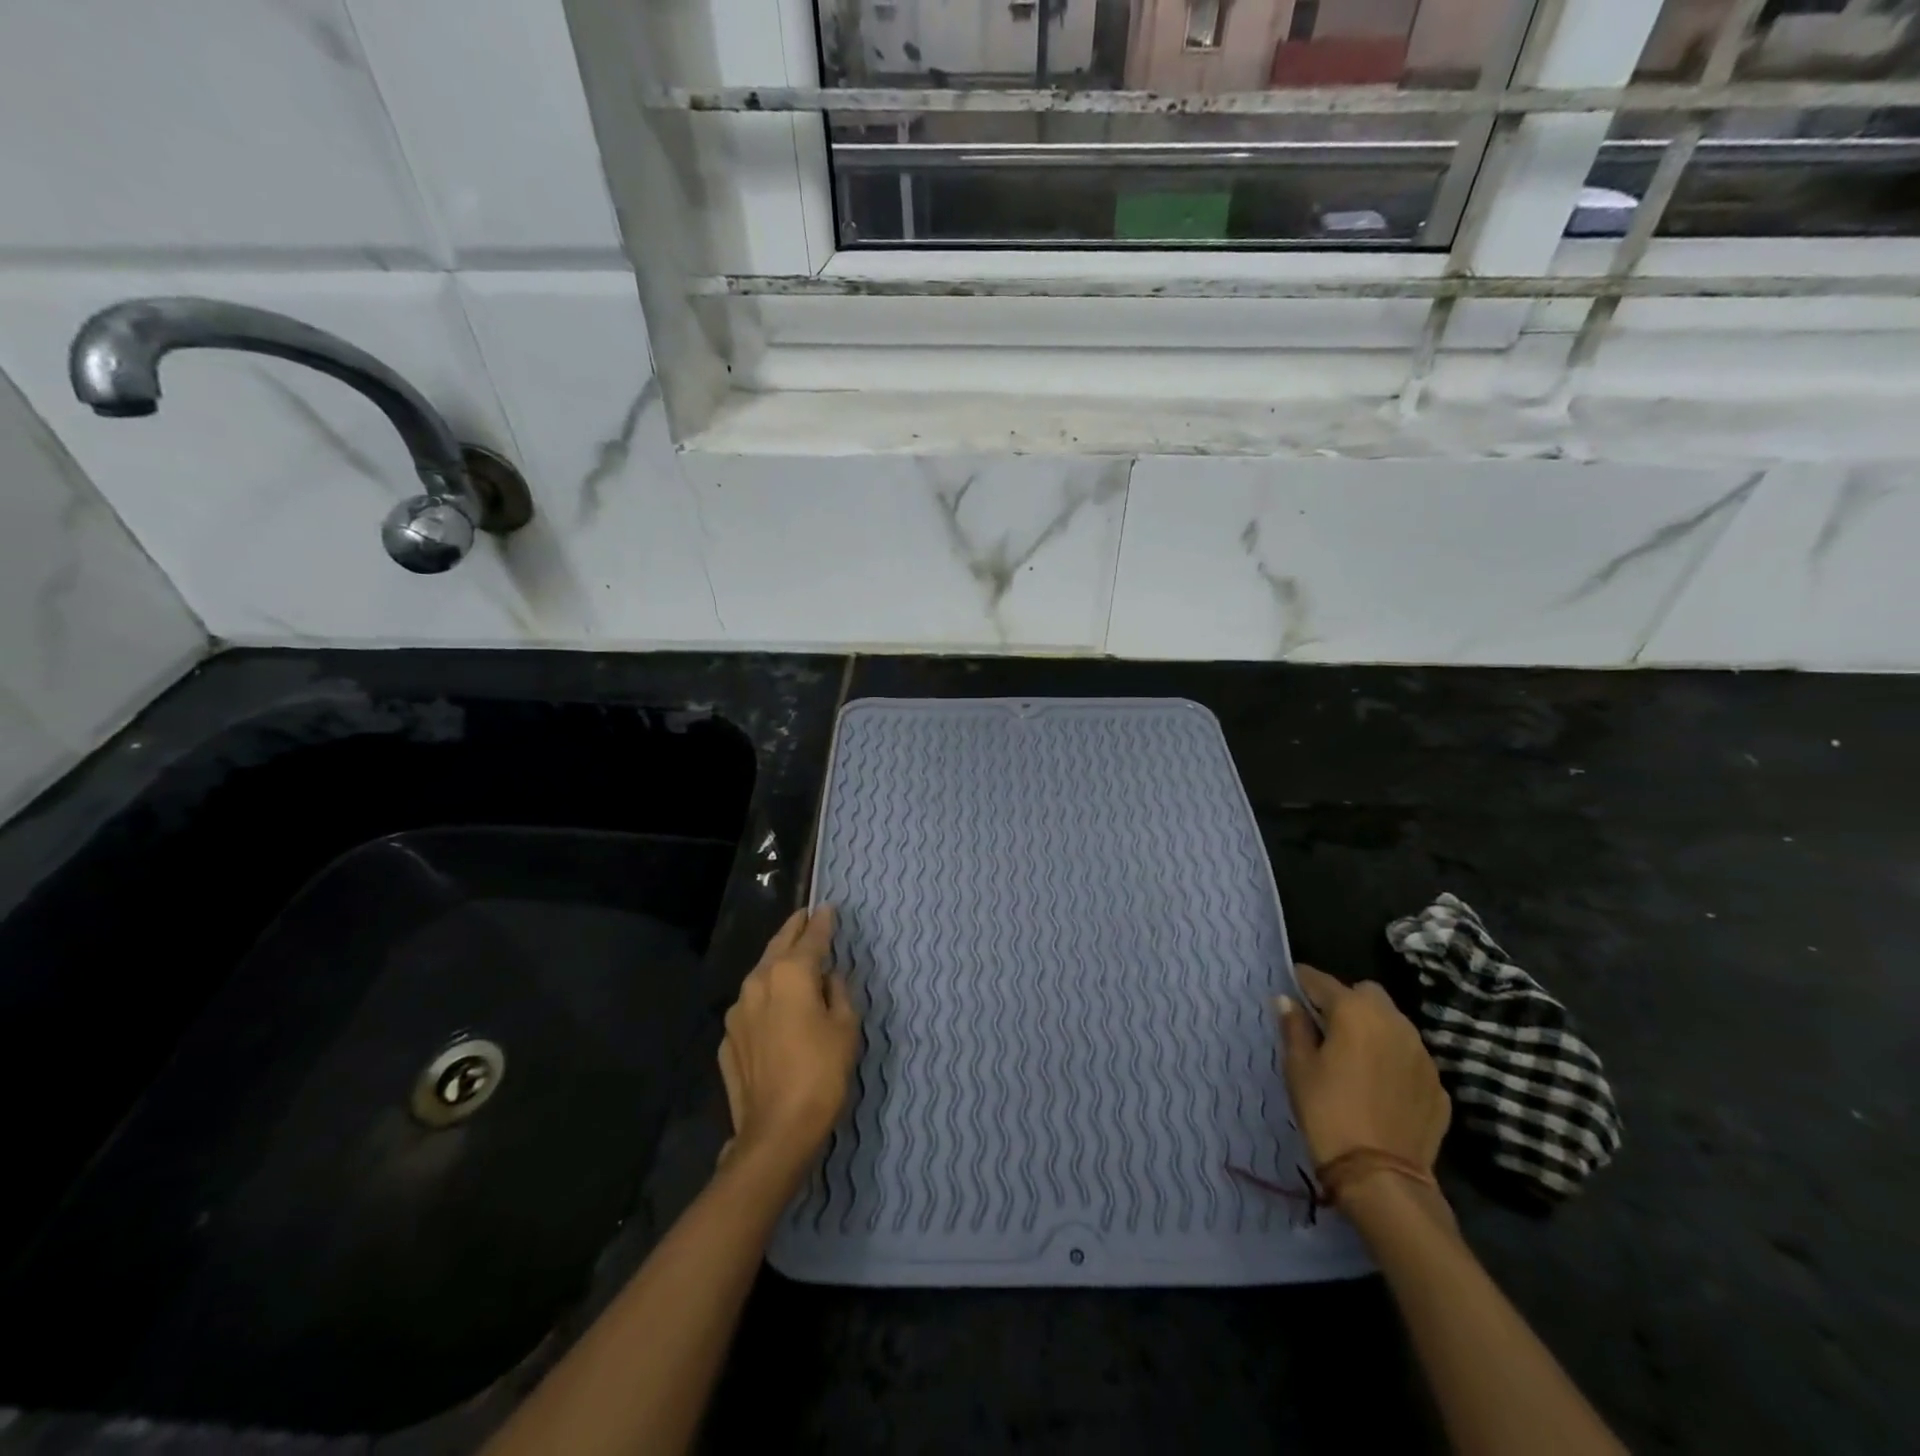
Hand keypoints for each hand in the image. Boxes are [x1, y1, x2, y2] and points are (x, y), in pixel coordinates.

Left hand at [717, 906, 858, 1185]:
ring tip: (792, 958)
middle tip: (805, 917)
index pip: (810, 937)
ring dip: (777, 963)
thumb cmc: (822, 1073)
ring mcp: (737, 1011)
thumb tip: (828, 978)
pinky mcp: (727, 1038)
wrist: (776, 1132)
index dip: (822, 922)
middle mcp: (758, 982)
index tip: (828, 908)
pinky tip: (776, 1009)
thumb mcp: (845, 1028)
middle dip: (793, 930)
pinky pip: (751, 1007)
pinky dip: (766, 999)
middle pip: (778, 946)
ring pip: (760, 975)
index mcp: (790, 973)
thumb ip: (837, 993)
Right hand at [1278, 965, 1449, 1174]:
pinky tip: (1380, 1086)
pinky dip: (1393, 1060)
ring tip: (1355, 1055)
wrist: (1382, 1176)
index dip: (1303, 982)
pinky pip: (1410, 1057)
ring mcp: (1422, 1053)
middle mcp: (1394, 1022)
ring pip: (1393, 1023)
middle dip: (1346, 1000)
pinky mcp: (1438, 1085)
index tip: (1292, 989)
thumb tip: (1287, 1000)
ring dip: (1373, 1028)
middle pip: (1366, 993)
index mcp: (1354, 1011)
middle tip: (1326, 1026)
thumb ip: (1294, 1027)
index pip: (1321, 980)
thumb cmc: (1328, 1111)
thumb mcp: (1298, 1067)